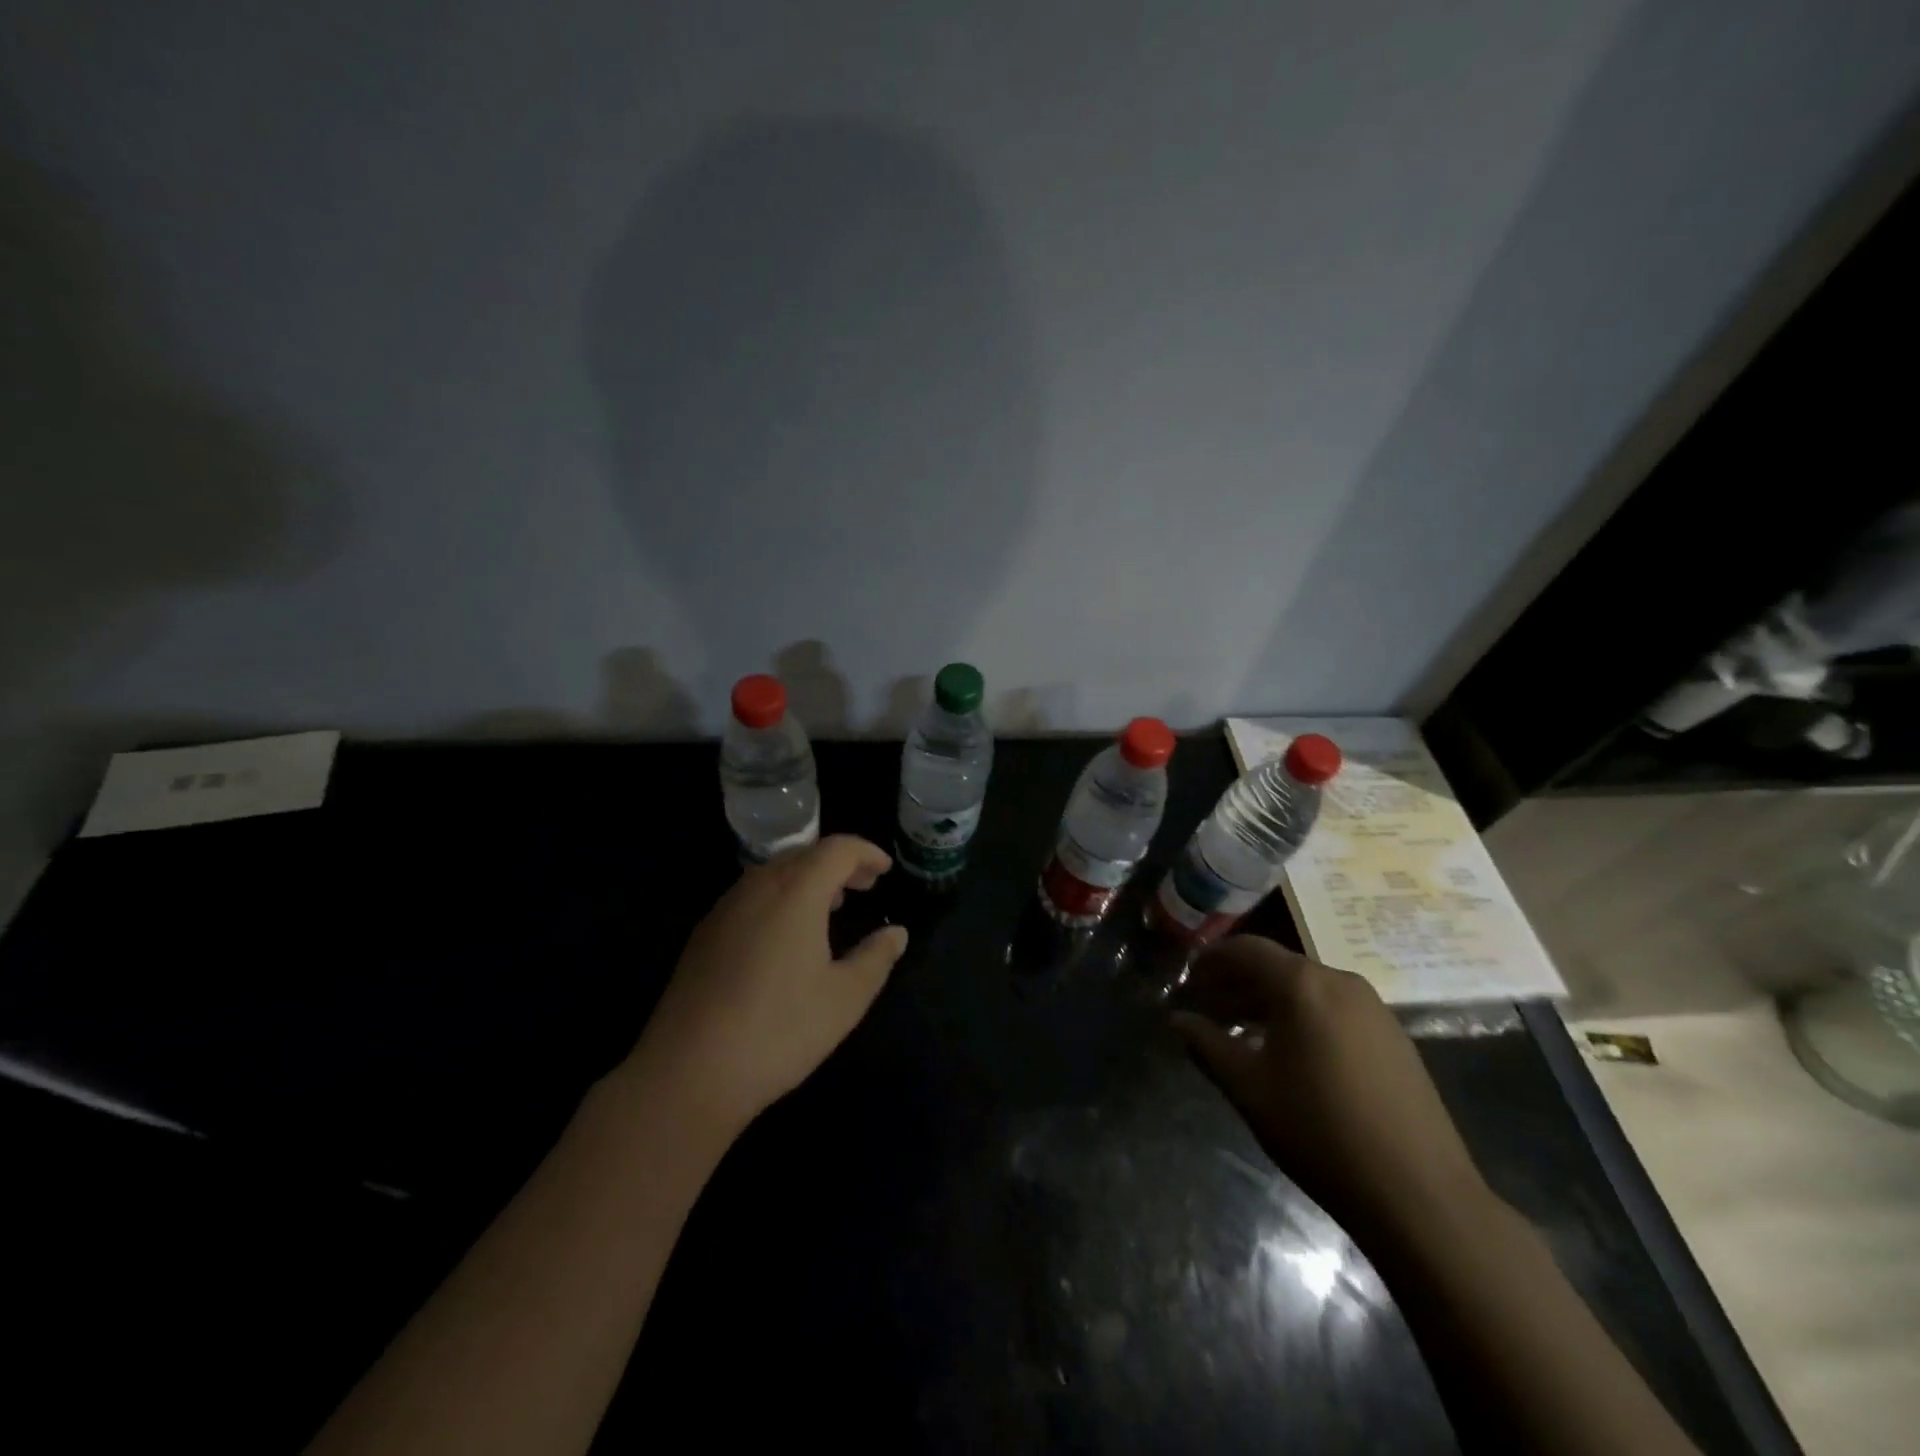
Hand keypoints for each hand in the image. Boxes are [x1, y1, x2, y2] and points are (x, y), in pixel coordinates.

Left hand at [627, 835, 908, 1136]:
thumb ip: (876, 958)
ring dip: (808, 879)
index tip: (886, 869)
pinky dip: (780, 897)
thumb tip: (896, 933)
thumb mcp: (845, 998)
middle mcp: (758, 887)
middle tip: (865, 885)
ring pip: (774, 873)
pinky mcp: (704, 934)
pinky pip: (751, 896)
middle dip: (839, 864)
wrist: (688, 1072)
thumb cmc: (779, 1030)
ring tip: (831, 906)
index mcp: (796, 892)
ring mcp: (725, 909)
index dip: (865, 852)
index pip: (836, 849)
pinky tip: (786, 935)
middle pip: (804, 855)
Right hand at [1172, 937, 1492, 1243]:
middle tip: (1209, 1009)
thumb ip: (1207, 1045)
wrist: (1419, 1194)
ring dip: (1270, 1000)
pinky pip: (1335, 1008)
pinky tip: (1292, 1054)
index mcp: (1302, 984)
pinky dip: (1303, 1016)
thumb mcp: (1248, 1088)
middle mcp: (1340, 981)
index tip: (1189, 981)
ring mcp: (1374, 1008)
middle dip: (1238, 982)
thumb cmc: (1320, 1131)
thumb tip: (1177, 1020)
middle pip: (1278, 966)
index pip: (1246, 949)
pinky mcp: (1394, 1037)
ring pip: (1308, 988)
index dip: (1212, 960)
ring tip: (1244, 1033)